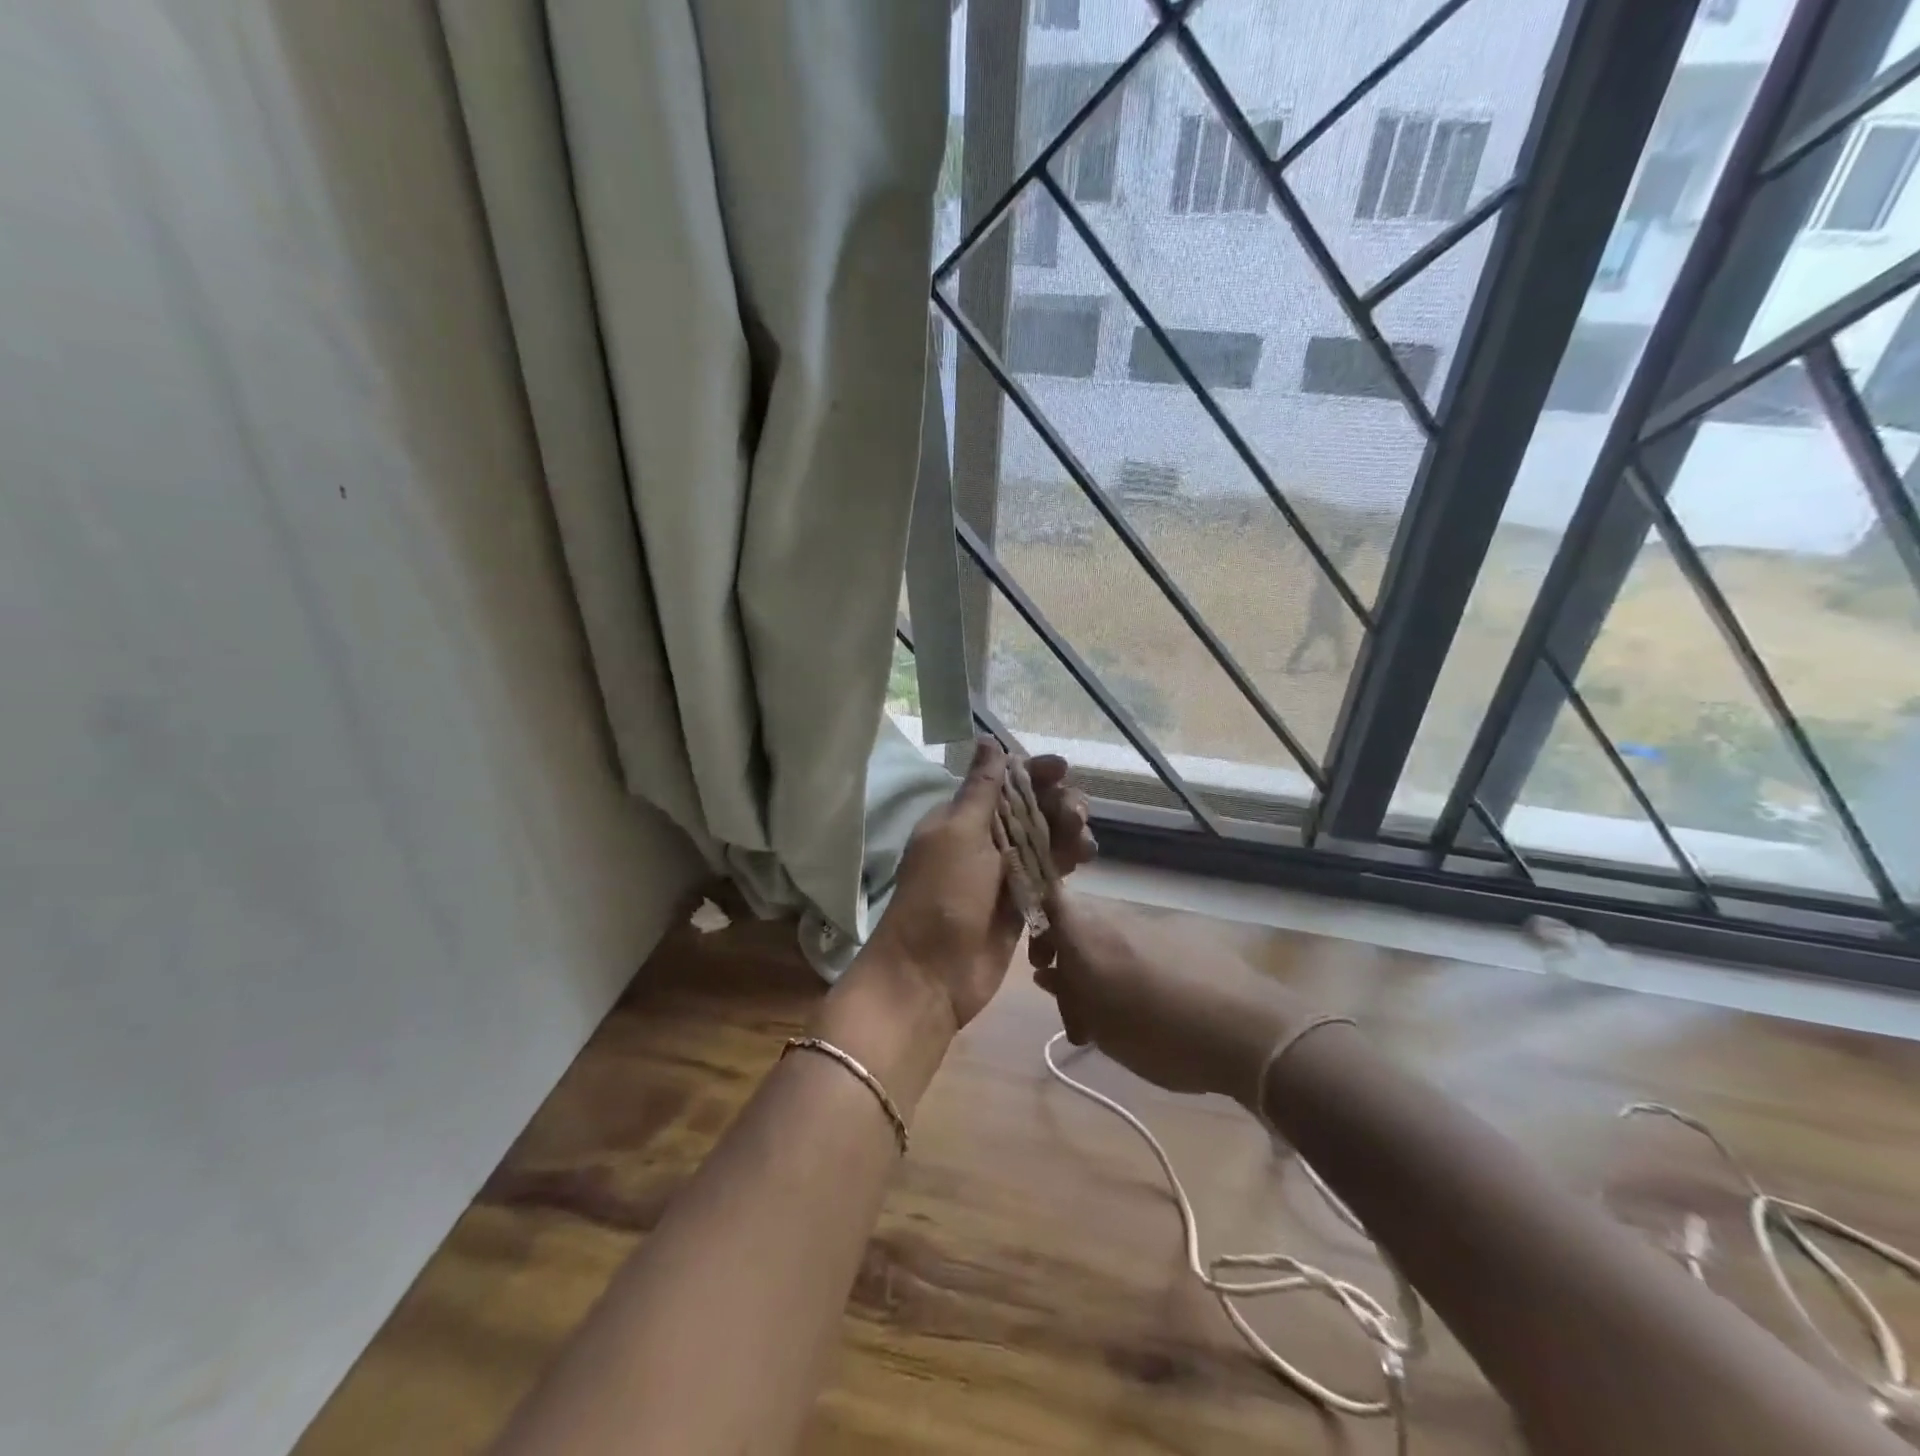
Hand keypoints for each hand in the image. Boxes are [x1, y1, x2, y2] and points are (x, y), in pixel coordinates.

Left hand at [866, 740, 1096, 1028]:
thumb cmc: (940, 896)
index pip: (1004, 783)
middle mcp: (984, 840)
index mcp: (961, 818)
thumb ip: (981, 789)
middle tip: (1075, 812)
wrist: (930, 976)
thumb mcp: (957, 833)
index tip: (1061, 770)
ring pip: (1045, 840)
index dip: (1033, 773)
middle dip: (1056, 803)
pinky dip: (1067, 862)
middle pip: (1030, 809)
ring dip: (1067, 832)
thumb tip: (987, 739)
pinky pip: (1050, 873)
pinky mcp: (1022, 903)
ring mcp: (1004, 873)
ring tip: (1081, 840)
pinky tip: (1083, 858)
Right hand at [1031, 891, 1312, 1105]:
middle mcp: (1115, 918)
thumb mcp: (1101, 1027)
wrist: (1248, 1030)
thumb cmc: (1159, 1034)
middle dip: (1069, 959)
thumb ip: (1069, 996)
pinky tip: (1151, 1010)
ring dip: (1102, 969)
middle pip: (1078, 922)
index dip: (1037, 922)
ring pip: (1110, 937)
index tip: (1041, 962)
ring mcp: (1152, 924)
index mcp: (1086, 933)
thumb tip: (1049, 974)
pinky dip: (1134, 970)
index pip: (1047, 898)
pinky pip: (1142, 946)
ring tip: (1113, 1020)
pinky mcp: (1184, 937)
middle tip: (1076, 1008)